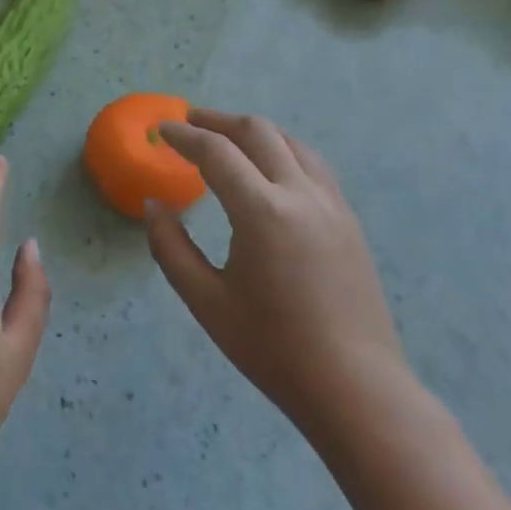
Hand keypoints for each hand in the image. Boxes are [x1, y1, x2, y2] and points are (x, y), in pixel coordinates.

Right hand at [145, 110, 409, 444]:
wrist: (356, 388)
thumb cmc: (272, 348)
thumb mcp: (206, 301)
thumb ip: (171, 247)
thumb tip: (154, 206)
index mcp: (262, 212)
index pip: (216, 153)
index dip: (184, 136)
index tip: (160, 130)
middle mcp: (300, 194)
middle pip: (258, 132)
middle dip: (218, 121)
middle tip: (189, 122)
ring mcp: (332, 204)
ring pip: (291, 142)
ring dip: (254, 131)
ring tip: (227, 137)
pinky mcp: (348, 220)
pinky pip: (311, 164)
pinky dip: (281, 150)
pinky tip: (269, 168)